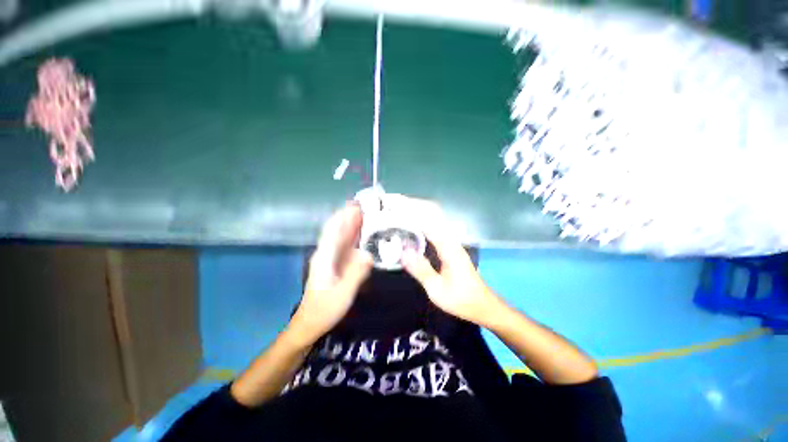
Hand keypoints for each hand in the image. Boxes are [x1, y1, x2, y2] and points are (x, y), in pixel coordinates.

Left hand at [289, 204, 372, 345]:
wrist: (310, 324)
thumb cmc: (324, 310)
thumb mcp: (342, 294)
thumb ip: (355, 274)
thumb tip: (369, 255)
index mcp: (324, 257)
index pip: (333, 231)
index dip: (343, 216)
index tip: (355, 205)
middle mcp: (326, 253)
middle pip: (337, 230)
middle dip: (349, 216)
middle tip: (366, 205)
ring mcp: (330, 259)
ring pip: (341, 237)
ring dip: (352, 224)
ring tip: (366, 214)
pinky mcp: (335, 264)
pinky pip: (345, 246)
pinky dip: (353, 237)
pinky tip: (362, 234)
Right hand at [393, 197, 506, 327]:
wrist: (483, 305)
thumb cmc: (461, 299)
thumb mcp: (437, 289)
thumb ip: (420, 269)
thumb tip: (403, 252)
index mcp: (449, 247)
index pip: (429, 221)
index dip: (412, 212)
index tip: (396, 207)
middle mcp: (451, 240)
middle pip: (434, 213)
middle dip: (415, 206)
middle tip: (395, 204)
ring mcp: (452, 242)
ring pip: (435, 219)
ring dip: (419, 212)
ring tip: (400, 211)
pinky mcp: (450, 247)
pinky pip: (435, 229)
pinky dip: (422, 223)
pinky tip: (412, 227)